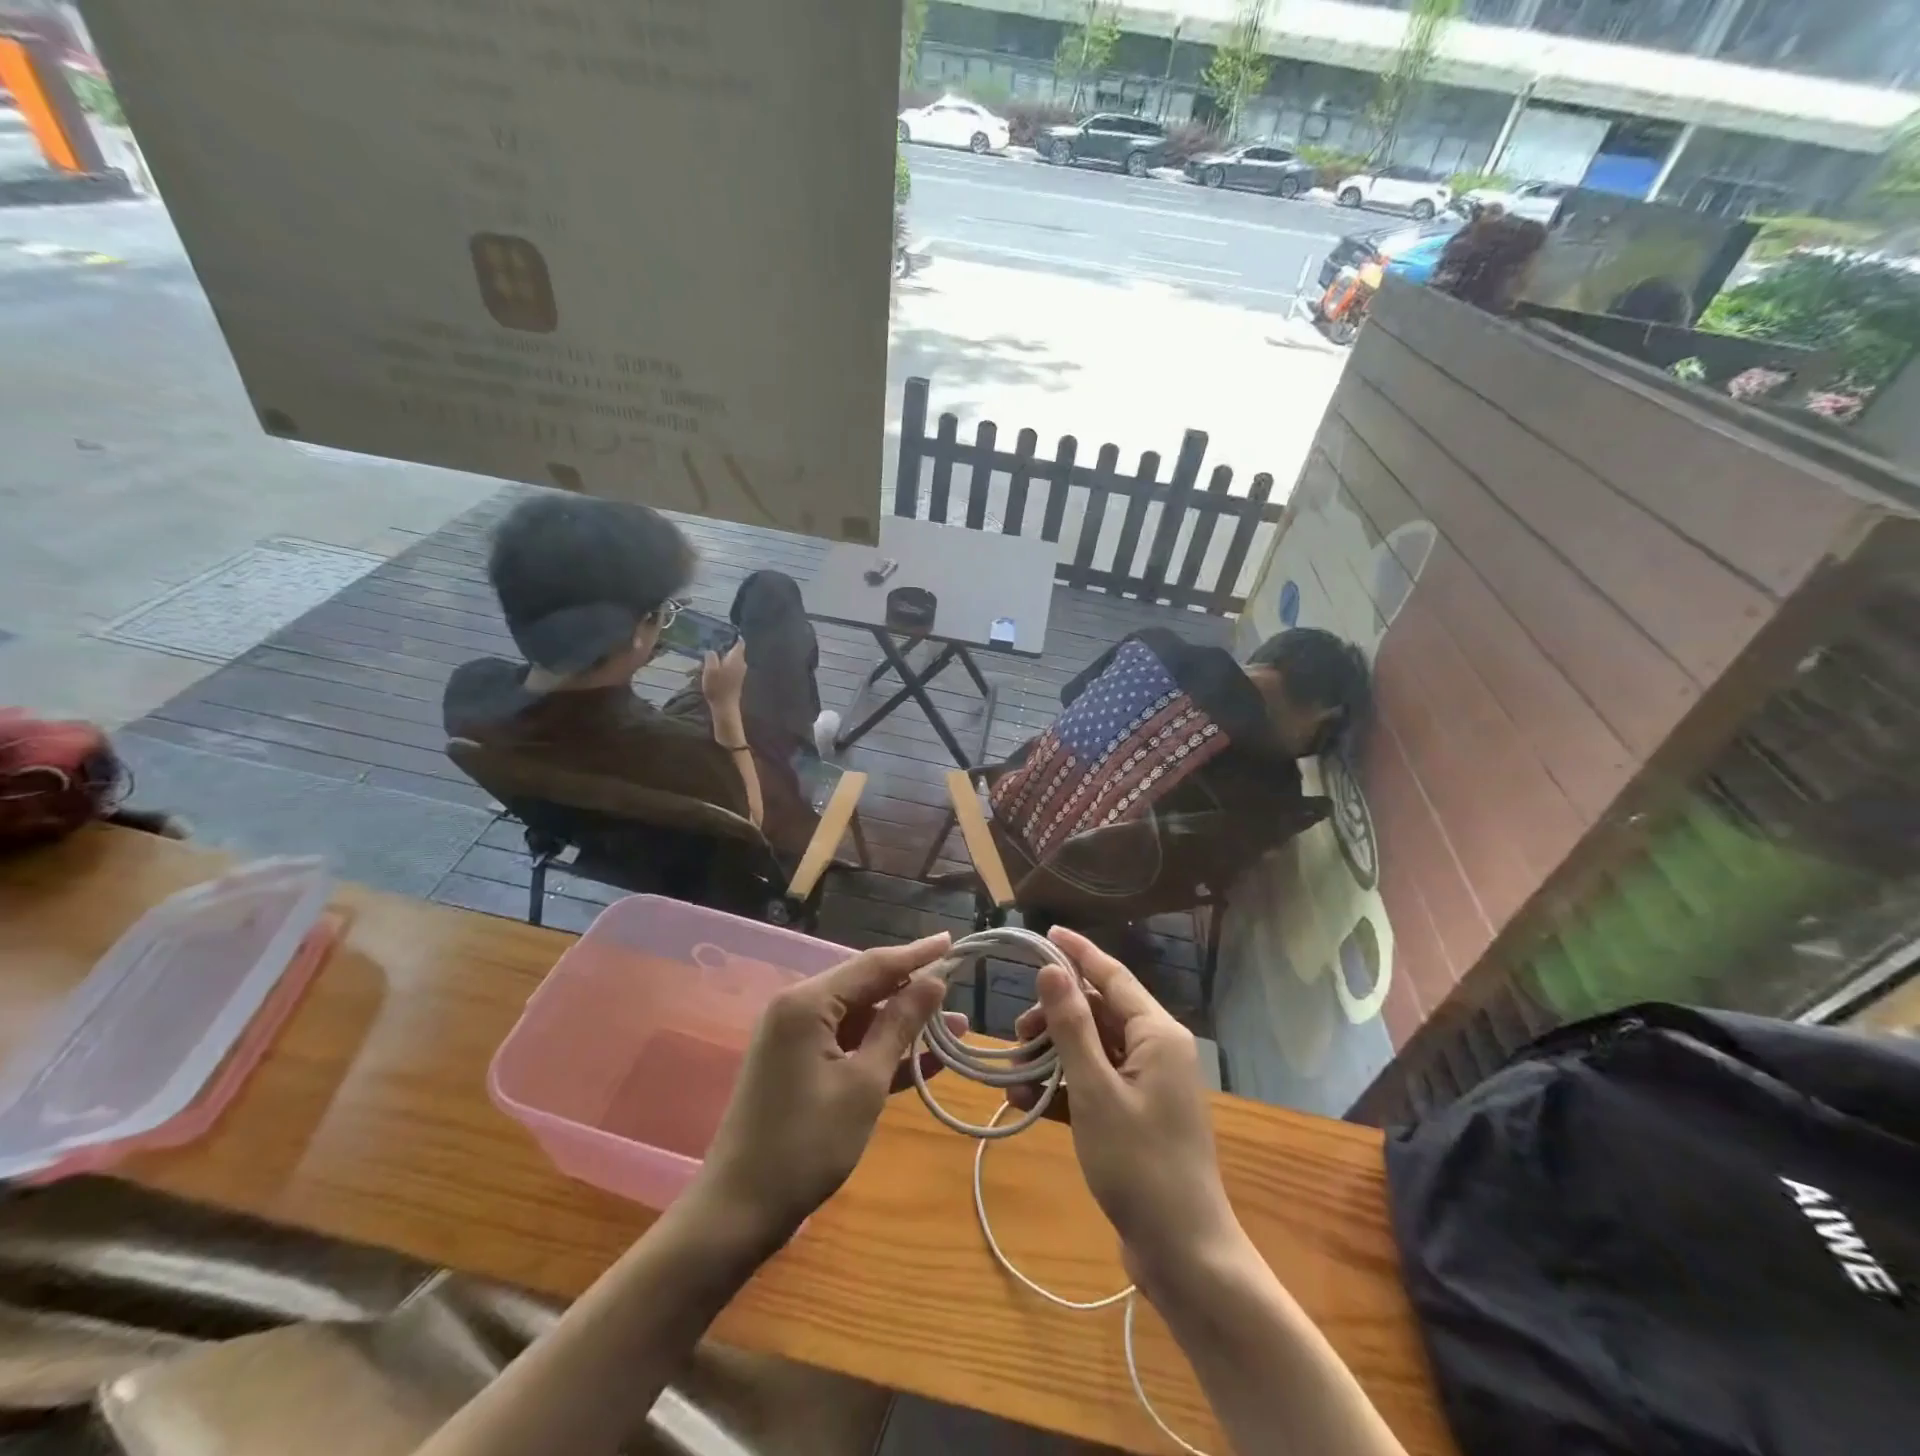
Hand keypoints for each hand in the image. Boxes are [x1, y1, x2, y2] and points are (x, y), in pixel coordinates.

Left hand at [699, 933, 962, 1238]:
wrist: (738, 1211)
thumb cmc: (806, 1144)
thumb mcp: (863, 1083)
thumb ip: (899, 1026)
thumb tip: (933, 982)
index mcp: (807, 1002)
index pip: (873, 964)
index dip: (916, 954)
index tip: (952, 940)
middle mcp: (797, 1008)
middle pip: (865, 987)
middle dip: (913, 991)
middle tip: (958, 990)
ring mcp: (795, 1038)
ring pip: (859, 1018)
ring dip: (902, 1025)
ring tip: (953, 1029)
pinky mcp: (797, 1065)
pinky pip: (846, 1044)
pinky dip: (879, 1050)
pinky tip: (922, 1061)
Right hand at [700, 640, 747, 713]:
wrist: (725, 706)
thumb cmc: (717, 686)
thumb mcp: (710, 669)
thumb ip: (711, 656)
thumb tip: (712, 650)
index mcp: (736, 658)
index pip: (739, 642)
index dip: (733, 636)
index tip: (724, 633)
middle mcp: (742, 663)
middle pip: (736, 651)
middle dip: (726, 647)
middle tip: (714, 644)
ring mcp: (741, 672)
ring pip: (733, 660)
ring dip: (724, 657)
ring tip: (713, 656)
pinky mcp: (738, 680)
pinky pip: (732, 667)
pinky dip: (725, 665)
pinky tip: (716, 668)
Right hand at [1010, 927, 1237, 1282]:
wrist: (1183, 1254)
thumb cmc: (1139, 1164)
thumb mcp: (1095, 1090)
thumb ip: (1071, 1026)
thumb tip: (1052, 969)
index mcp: (1157, 1033)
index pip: (1112, 975)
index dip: (1077, 952)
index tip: (1045, 932)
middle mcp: (1156, 1049)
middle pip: (1098, 1013)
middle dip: (1054, 1019)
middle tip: (1015, 1035)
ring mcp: (1148, 1084)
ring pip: (1092, 1049)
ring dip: (1052, 1058)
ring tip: (1013, 1077)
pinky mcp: (1136, 1114)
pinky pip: (1094, 1083)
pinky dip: (1063, 1088)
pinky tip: (1026, 1101)